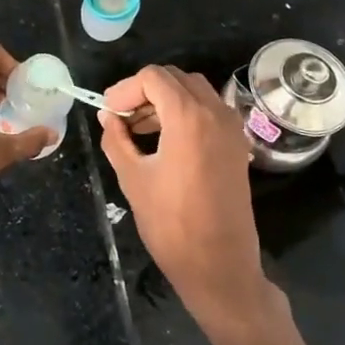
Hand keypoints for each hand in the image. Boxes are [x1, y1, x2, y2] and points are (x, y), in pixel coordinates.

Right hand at [97, 65, 263, 326]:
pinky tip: (163, 140)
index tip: (108, 112)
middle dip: (144, 90)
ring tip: (137, 128)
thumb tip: (108, 118)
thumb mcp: (132, 178)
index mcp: (188, 118)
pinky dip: (184, 113)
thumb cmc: (171, 224)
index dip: (125, 89)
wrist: (220, 266)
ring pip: (194, 91)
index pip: (153, 77)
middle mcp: (215, 113)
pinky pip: (209, 111)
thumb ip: (116, 140)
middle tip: (120, 116)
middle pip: (175, 78)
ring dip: (164, 100)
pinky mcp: (237, 145)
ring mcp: (231, 129)